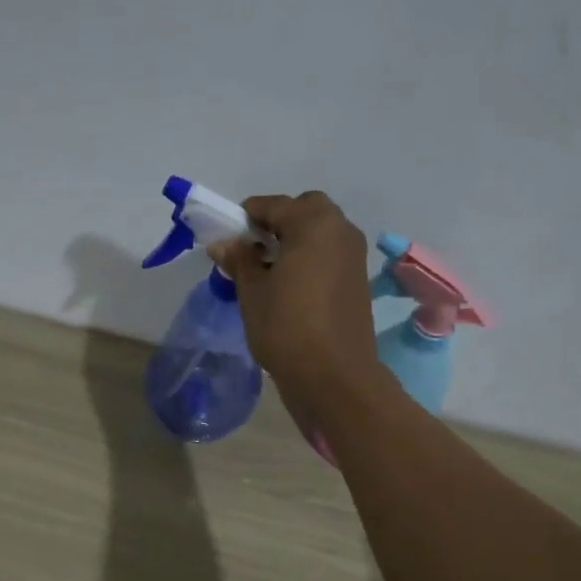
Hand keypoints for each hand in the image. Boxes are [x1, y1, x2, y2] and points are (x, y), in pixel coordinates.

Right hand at [211, 191, 380, 406]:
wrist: (332, 375)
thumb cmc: (285, 327)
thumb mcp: (252, 292)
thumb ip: (239, 259)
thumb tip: (222, 242)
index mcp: (314, 224)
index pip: (273, 205)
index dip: (245, 216)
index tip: (226, 236)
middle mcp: (340, 230)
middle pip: (305, 211)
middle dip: (277, 222)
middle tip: (253, 249)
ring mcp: (354, 255)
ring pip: (320, 233)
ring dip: (294, 241)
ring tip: (267, 271)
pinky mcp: (358, 280)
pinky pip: (329, 255)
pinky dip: (309, 259)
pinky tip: (289, 286)